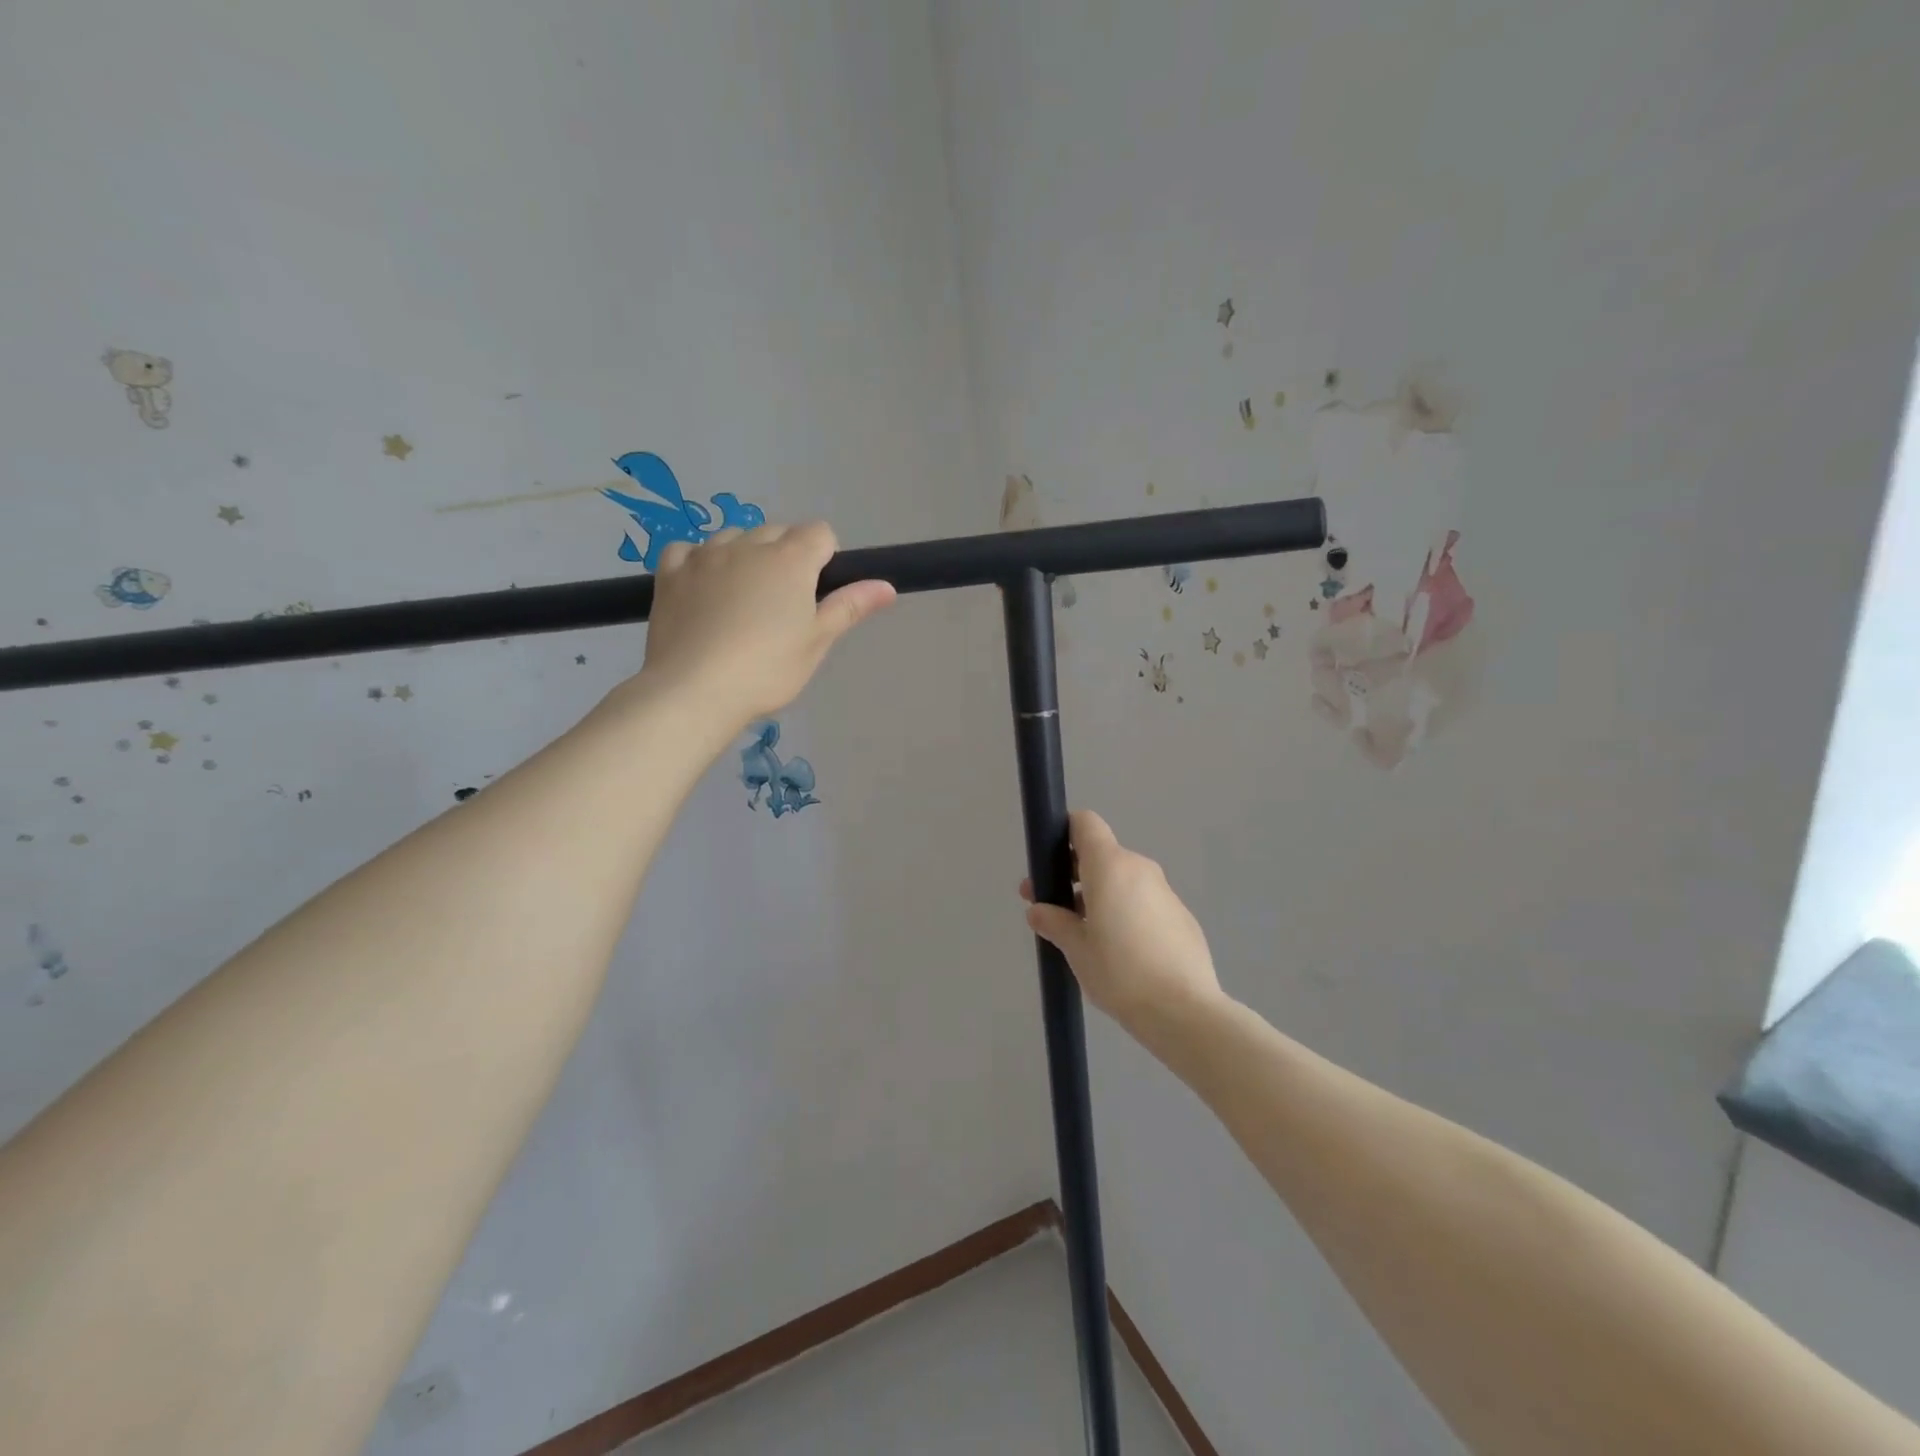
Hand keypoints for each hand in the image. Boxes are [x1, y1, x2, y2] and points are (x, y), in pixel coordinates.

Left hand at [637, 523, 894, 729]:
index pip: (820, 533)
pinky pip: (689, 550)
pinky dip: (700, 561)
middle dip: (786, 556)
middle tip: (783, 606)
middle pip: (778, 532)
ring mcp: (705, 555)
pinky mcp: (670, 572)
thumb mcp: (817, 641)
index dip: (825, 558)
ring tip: (742, 602)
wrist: (694, 689)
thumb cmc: (767, 669)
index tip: (818, 594)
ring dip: (745, 557)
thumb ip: (850, 606)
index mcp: (791, 559)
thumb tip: (887, 585)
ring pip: (734, 538)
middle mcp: (748, 545)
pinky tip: (703, 589)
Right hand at [1021, 811, 1221, 1030]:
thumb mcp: (1076, 949)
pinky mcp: (1182, 917)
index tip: (1049, 862)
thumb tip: (1038, 910)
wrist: (1185, 1012)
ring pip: (1123, 881)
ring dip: (1100, 897)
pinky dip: (1126, 914)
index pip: (1086, 823)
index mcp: (1111, 867)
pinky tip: (1121, 953)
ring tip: (1086, 938)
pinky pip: (1144, 903)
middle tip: (1053, 909)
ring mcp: (1165, 892)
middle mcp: (1140, 869)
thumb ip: (1054, 922)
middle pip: (1102, 855)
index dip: (1064, 833)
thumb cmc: (1120, 972)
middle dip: (1074, 875)